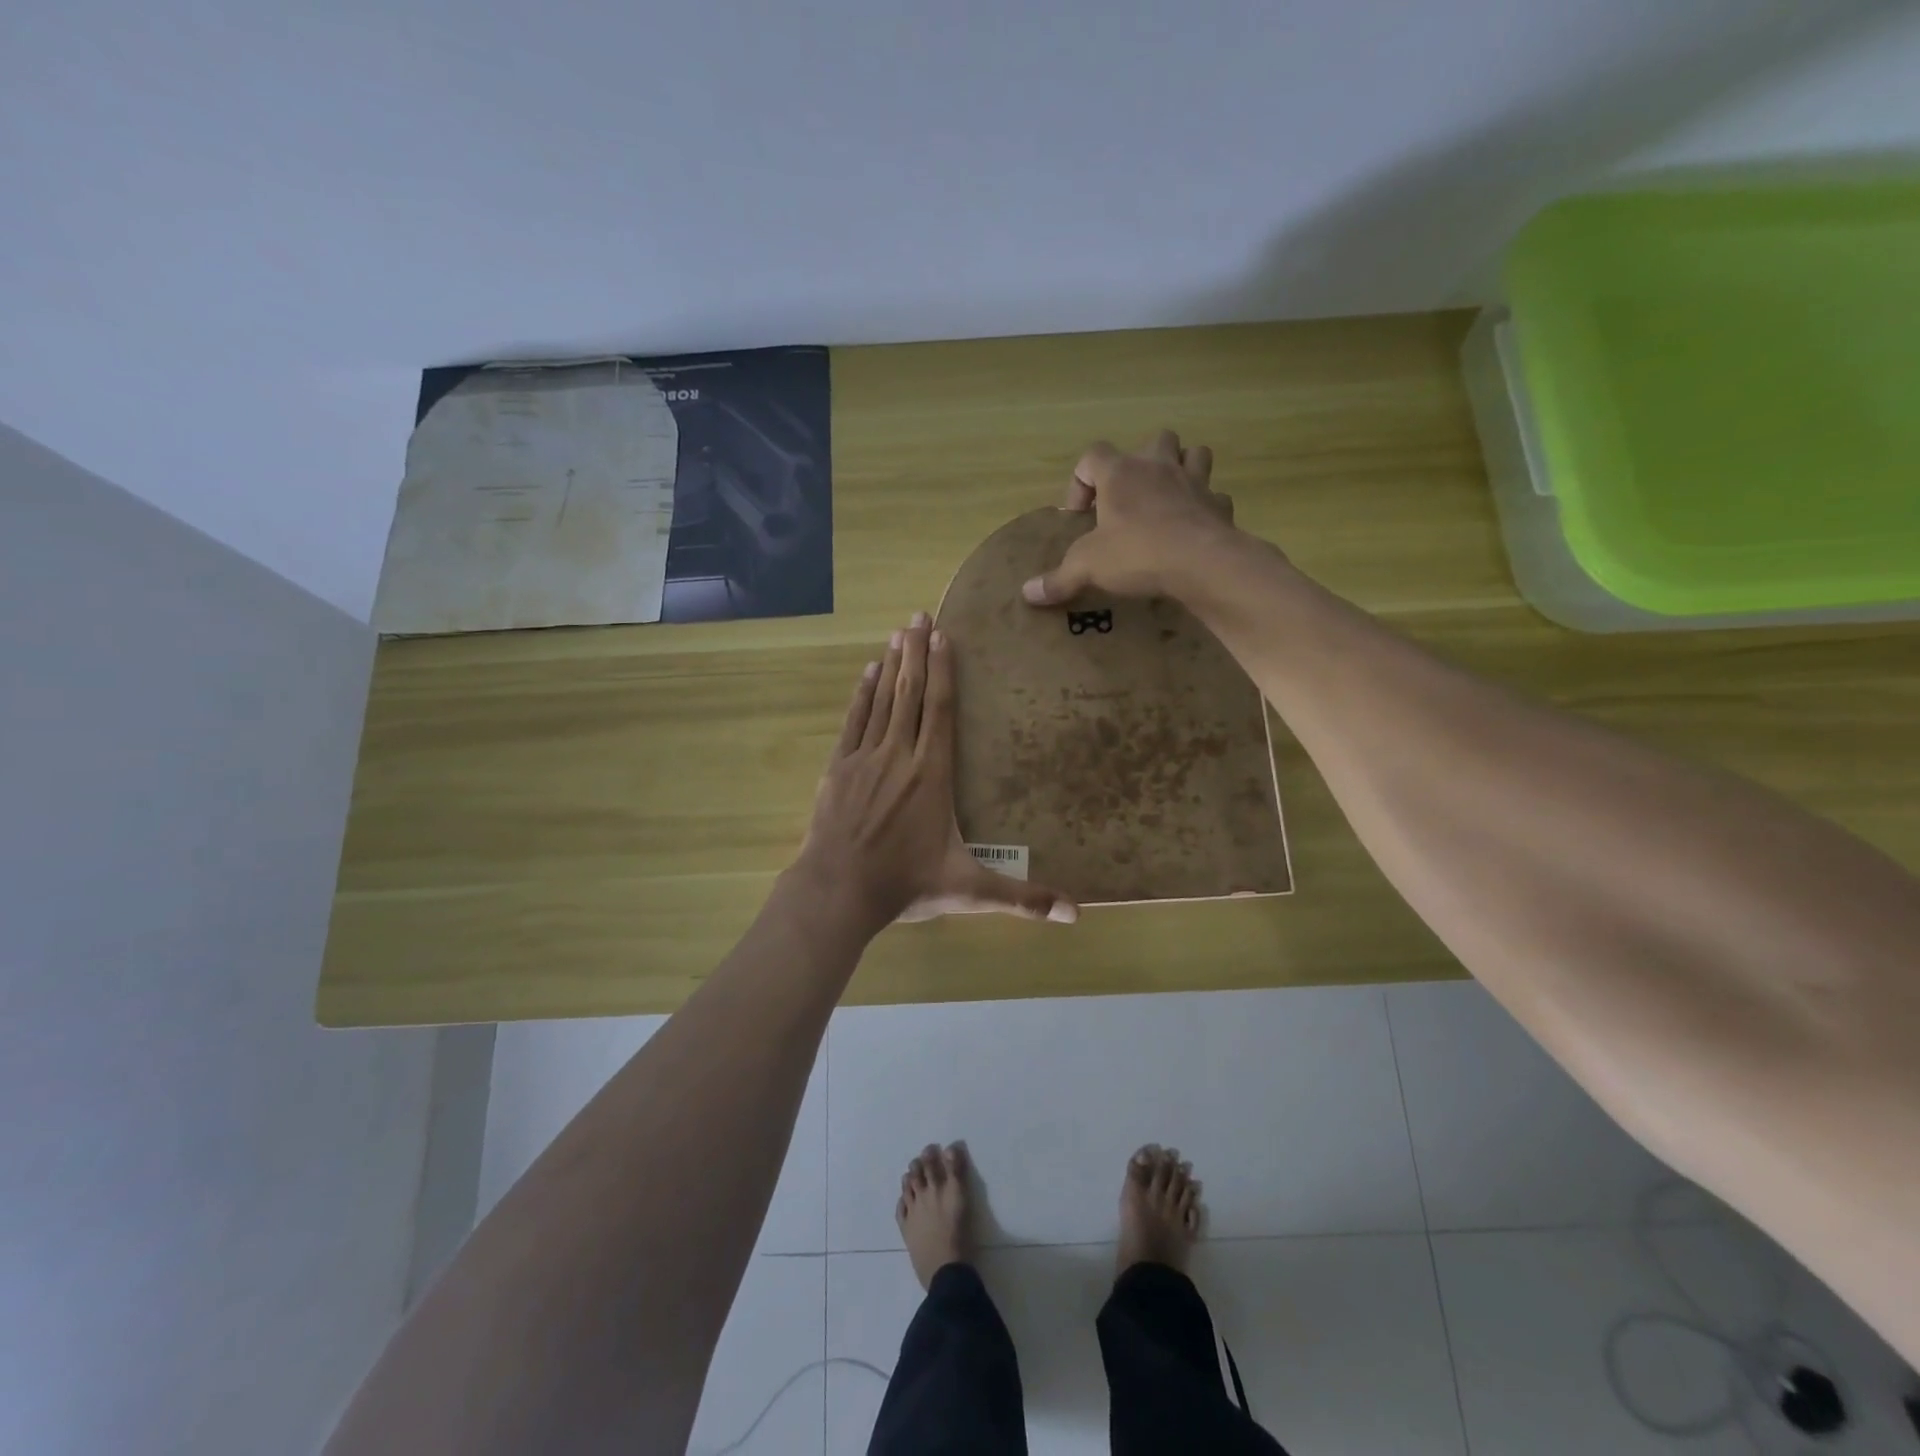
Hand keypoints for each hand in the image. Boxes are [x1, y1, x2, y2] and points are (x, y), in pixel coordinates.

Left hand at [795, 613, 1078, 932]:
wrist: (837, 892)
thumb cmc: (905, 886)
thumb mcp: (968, 891)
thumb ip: (1021, 898)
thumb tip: (1075, 916)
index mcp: (932, 776)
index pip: (939, 712)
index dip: (941, 671)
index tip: (943, 637)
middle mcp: (899, 756)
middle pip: (910, 694)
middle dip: (916, 652)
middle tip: (919, 615)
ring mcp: (864, 759)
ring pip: (882, 701)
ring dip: (891, 664)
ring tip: (898, 632)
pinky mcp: (838, 769)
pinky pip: (853, 721)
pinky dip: (862, 694)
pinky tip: (867, 672)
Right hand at [1020, 430, 1240, 605]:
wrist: (1201, 563)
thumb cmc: (1136, 553)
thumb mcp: (1087, 567)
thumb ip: (1058, 579)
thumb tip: (1027, 593)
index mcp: (1121, 473)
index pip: (1092, 455)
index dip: (1081, 480)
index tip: (1080, 515)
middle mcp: (1158, 466)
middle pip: (1153, 440)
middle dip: (1141, 462)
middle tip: (1130, 497)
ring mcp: (1195, 482)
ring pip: (1194, 454)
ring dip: (1182, 468)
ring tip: (1168, 498)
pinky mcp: (1220, 506)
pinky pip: (1215, 497)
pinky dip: (1206, 507)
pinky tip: (1195, 527)